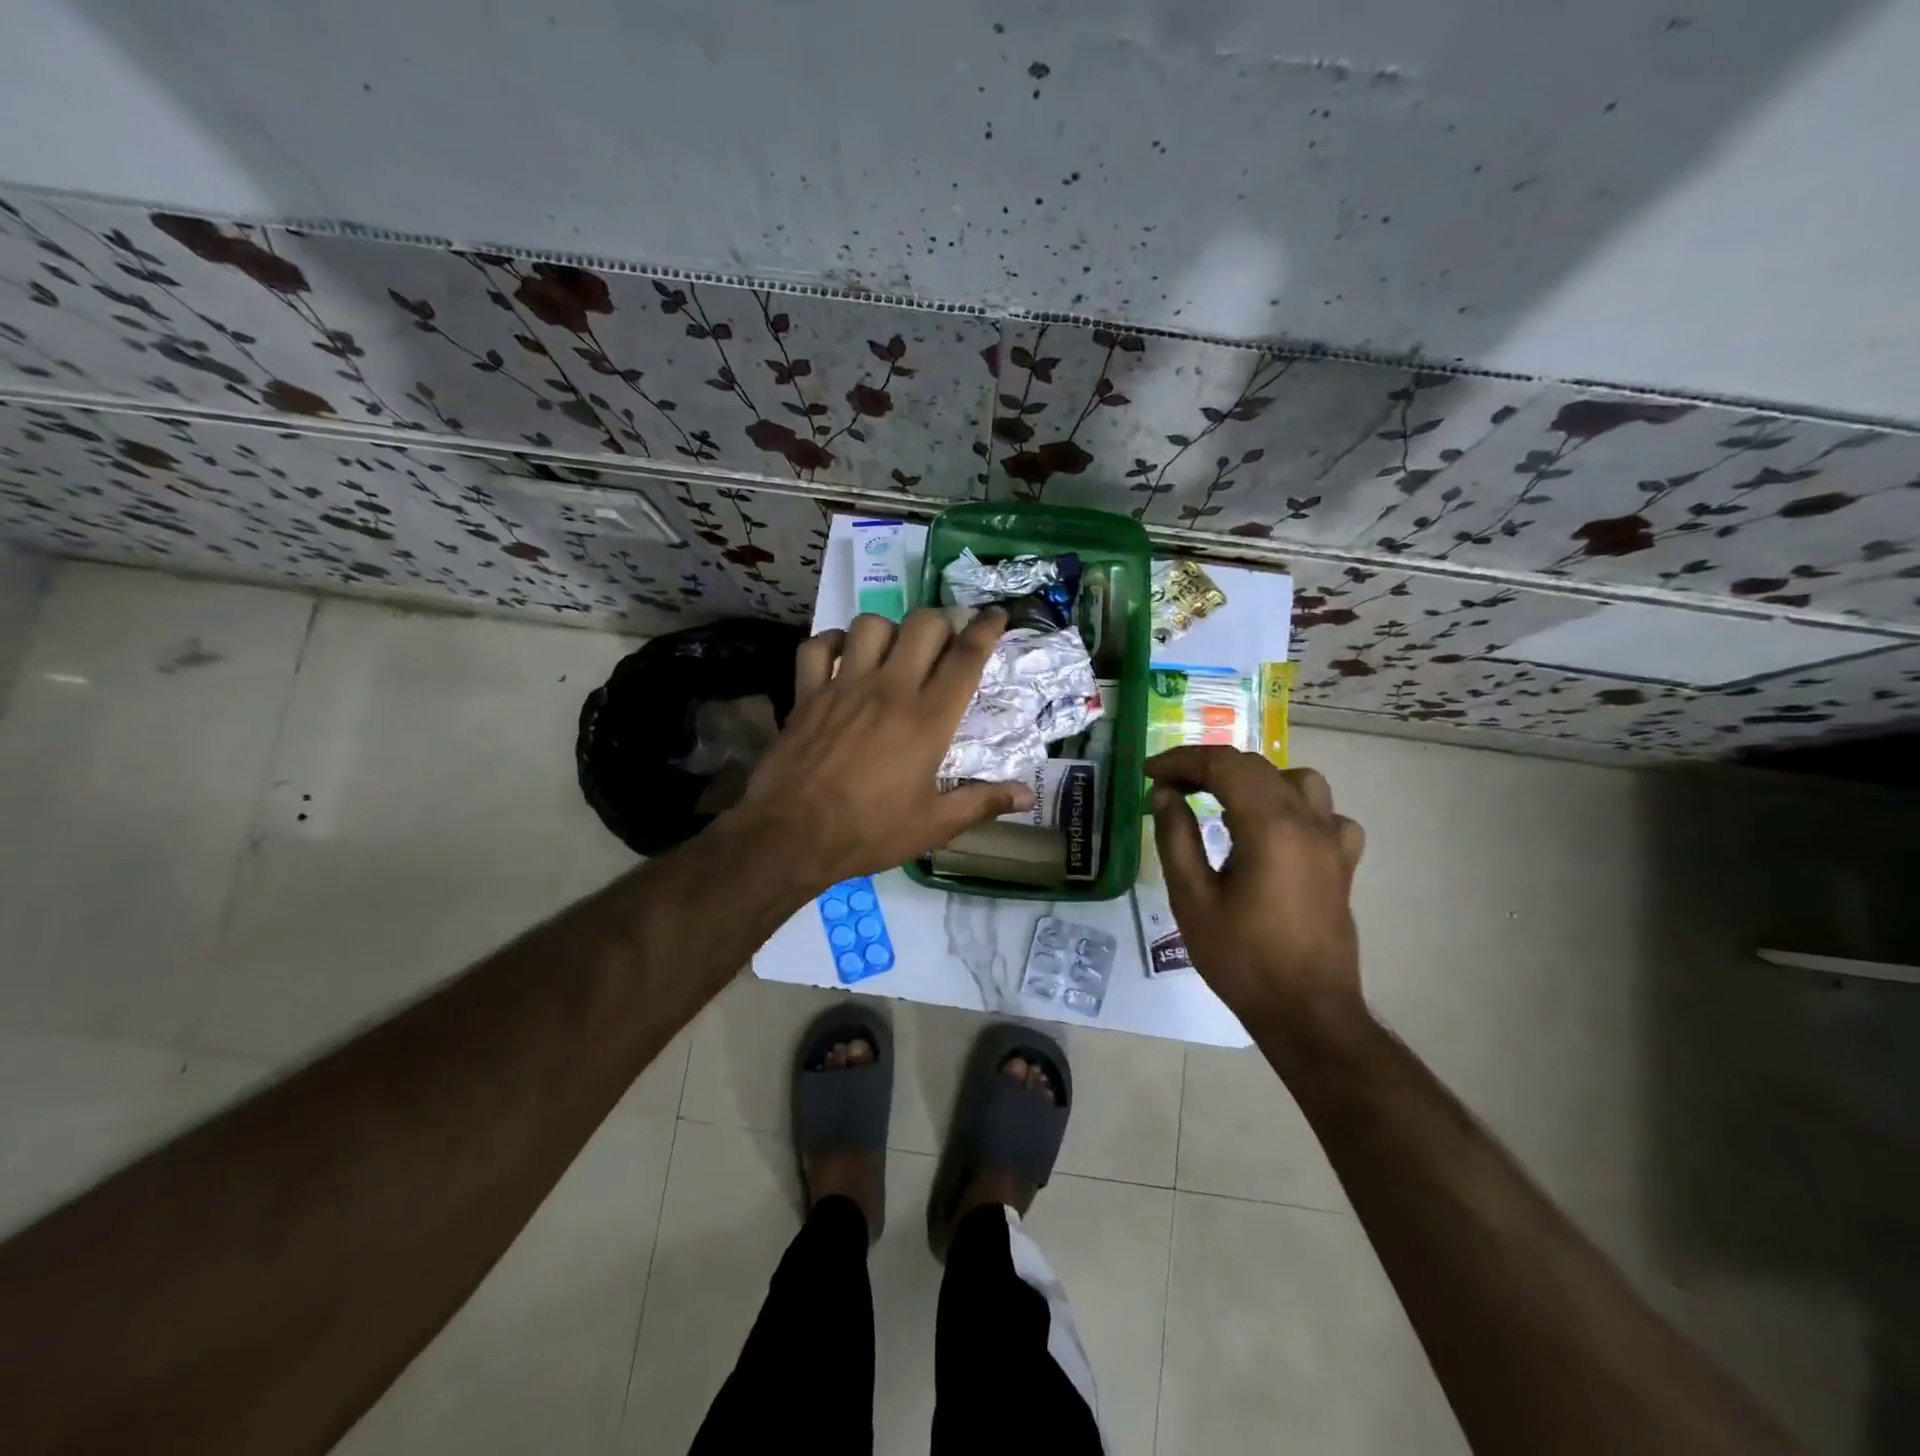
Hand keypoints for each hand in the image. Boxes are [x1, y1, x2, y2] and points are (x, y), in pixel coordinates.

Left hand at [725, 609, 1034, 894]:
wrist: (793, 835)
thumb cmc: (870, 831)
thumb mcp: (934, 825)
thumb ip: (982, 803)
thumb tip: (1028, 796)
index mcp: (928, 718)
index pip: (966, 657)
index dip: (986, 629)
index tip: (996, 615)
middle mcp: (890, 689)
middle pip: (923, 625)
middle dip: (942, 623)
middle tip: (944, 642)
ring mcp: (844, 686)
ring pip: (871, 625)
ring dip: (889, 630)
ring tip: (894, 651)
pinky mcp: (807, 693)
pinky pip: (818, 646)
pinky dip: (833, 643)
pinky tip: (843, 658)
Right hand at [1146, 747, 1366, 1031]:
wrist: (1307, 1012)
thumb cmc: (1242, 958)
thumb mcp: (1192, 898)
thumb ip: (1176, 837)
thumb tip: (1165, 794)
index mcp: (1270, 826)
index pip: (1223, 765)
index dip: (1181, 760)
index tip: (1148, 772)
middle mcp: (1307, 821)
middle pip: (1255, 767)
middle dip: (1207, 768)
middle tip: (1169, 786)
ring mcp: (1332, 840)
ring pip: (1297, 780)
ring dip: (1254, 780)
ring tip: (1222, 803)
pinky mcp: (1343, 862)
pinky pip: (1324, 814)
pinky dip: (1294, 808)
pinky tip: (1275, 833)